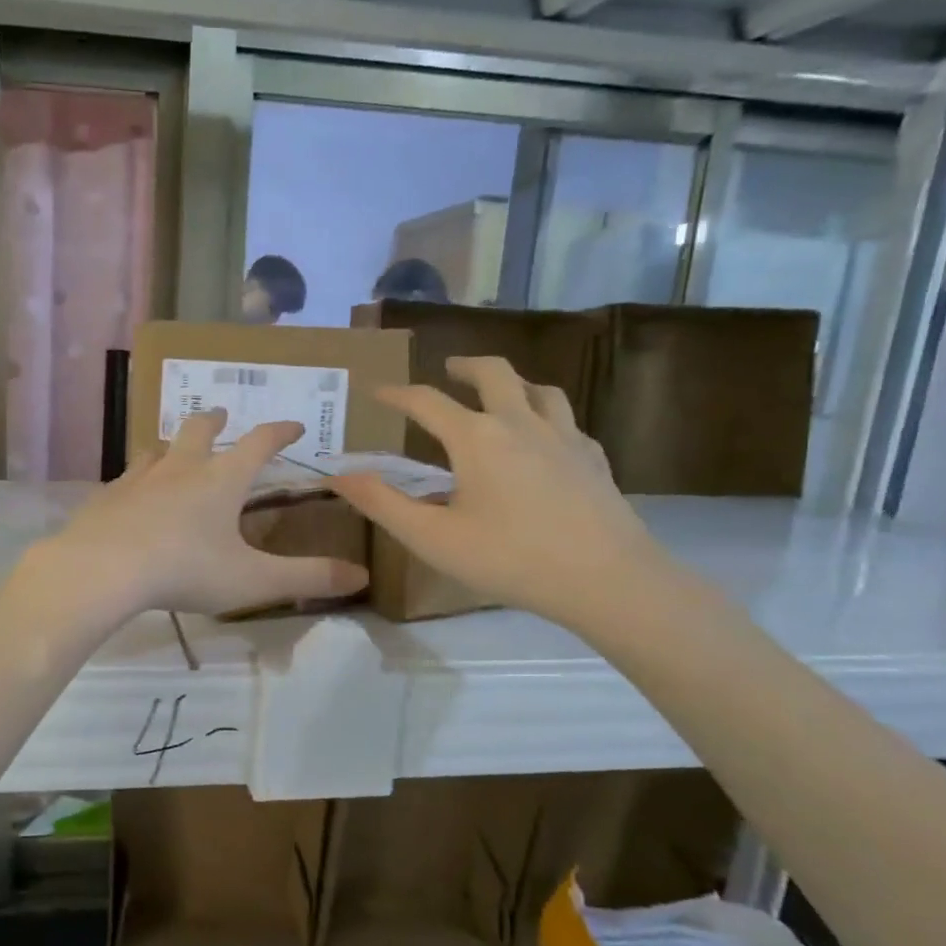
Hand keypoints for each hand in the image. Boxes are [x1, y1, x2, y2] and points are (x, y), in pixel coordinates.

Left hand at [37, 410, 369, 620]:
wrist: (103, 569)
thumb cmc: (185, 570)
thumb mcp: (253, 580)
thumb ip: (307, 578)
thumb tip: (362, 576)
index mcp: (221, 480)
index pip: (259, 444)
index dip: (280, 431)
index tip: (295, 425)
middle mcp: (181, 468)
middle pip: (199, 430)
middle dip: (215, 420)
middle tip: (221, 415)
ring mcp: (139, 478)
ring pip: (158, 449)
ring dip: (172, 444)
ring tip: (174, 450)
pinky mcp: (107, 496)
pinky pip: (126, 477)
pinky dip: (138, 478)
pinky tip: (132, 493)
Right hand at [329, 357, 660, 629]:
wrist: (606, 579)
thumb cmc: (509, 558)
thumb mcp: (431, 537)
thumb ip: (381, 503)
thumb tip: (339, 475)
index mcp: (476, 437)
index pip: (427, 401)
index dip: (397, 394)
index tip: (377, 391)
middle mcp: (520, 423)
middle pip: (494, 373)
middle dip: (465, 366)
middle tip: (449, 368)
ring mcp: (564, 436)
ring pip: (539, 389)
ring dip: (512, 383)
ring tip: (500, 394)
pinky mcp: (594, 458)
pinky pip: (566, 420)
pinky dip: (545, 416)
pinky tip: (544, 438)